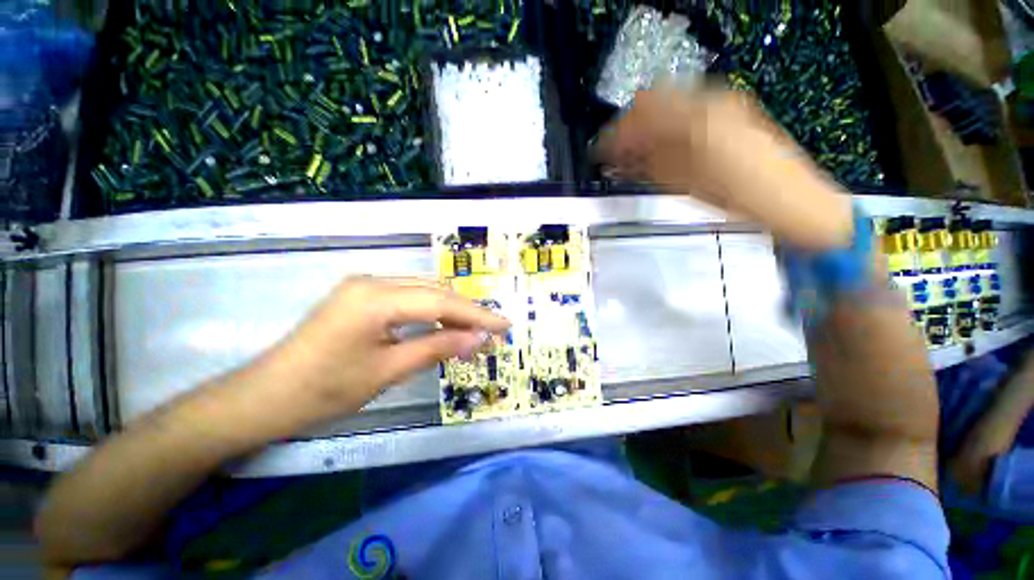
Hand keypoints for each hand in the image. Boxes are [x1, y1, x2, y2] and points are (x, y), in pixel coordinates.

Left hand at [256, 277, 509, 430]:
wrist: (265, 397)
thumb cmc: (324, 390)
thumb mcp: (388, 371)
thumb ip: (437, 347)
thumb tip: (478, 339)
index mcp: (375, 298)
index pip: (441, 301)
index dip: (477, 315)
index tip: (505, 325)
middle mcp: (373, 281)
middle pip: (435, 291)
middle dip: (467, 312)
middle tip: (491, 333)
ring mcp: (366, 285)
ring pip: (424, 291)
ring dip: (451, 310)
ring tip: (473, 331)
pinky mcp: (362, 295)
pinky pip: (408, 297)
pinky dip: (431, 311)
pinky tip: (443, 325)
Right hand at [596, 85, 853, 250]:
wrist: (788, 199)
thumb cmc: (734, 197)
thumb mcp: (681, 184)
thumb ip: (646, 164)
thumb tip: (619, 158)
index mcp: (693, 119)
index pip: (638, 116)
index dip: (614, 136)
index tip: (600, 153)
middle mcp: (708, 100)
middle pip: (652, 100)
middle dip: (630, 127)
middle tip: (618, 153)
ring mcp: (723, 101)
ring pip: (669, 103)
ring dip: (648, 126)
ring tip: (638, 153)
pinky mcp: (731, 110)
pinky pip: (687, 110)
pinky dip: (668, 126)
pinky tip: (662, 146)